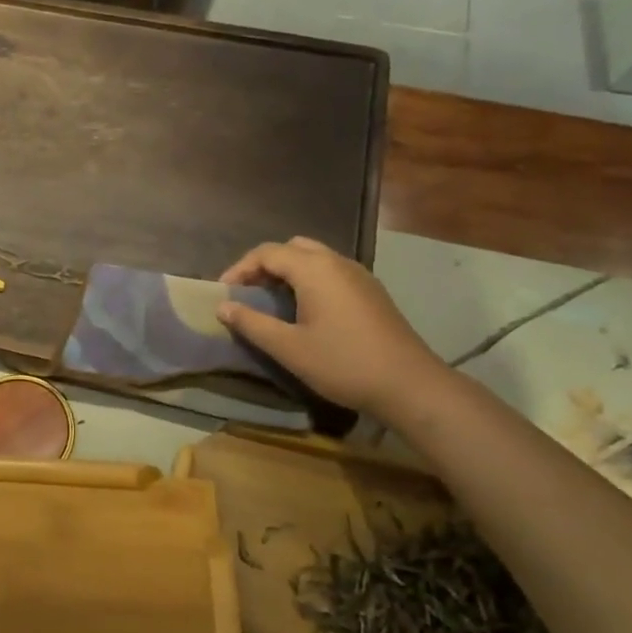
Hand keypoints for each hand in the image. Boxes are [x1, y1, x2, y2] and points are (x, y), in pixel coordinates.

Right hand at [218, 237, 447, 418]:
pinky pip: (331, 271)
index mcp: (315, 269)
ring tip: (271, 301)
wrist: (409, 384)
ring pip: (314, 257)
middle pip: (292, 248)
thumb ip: (252, 323)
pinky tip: (304, 310)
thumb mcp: (289, 348)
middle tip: (247, 293)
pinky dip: (309, 280)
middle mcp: (337, 262)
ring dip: (288, 272)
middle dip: (264, 265)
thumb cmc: (343, 364)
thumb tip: (223, 306)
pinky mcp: (371, 291)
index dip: (240, 269)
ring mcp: (358, 274)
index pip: (267, 252)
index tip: (223, 293)